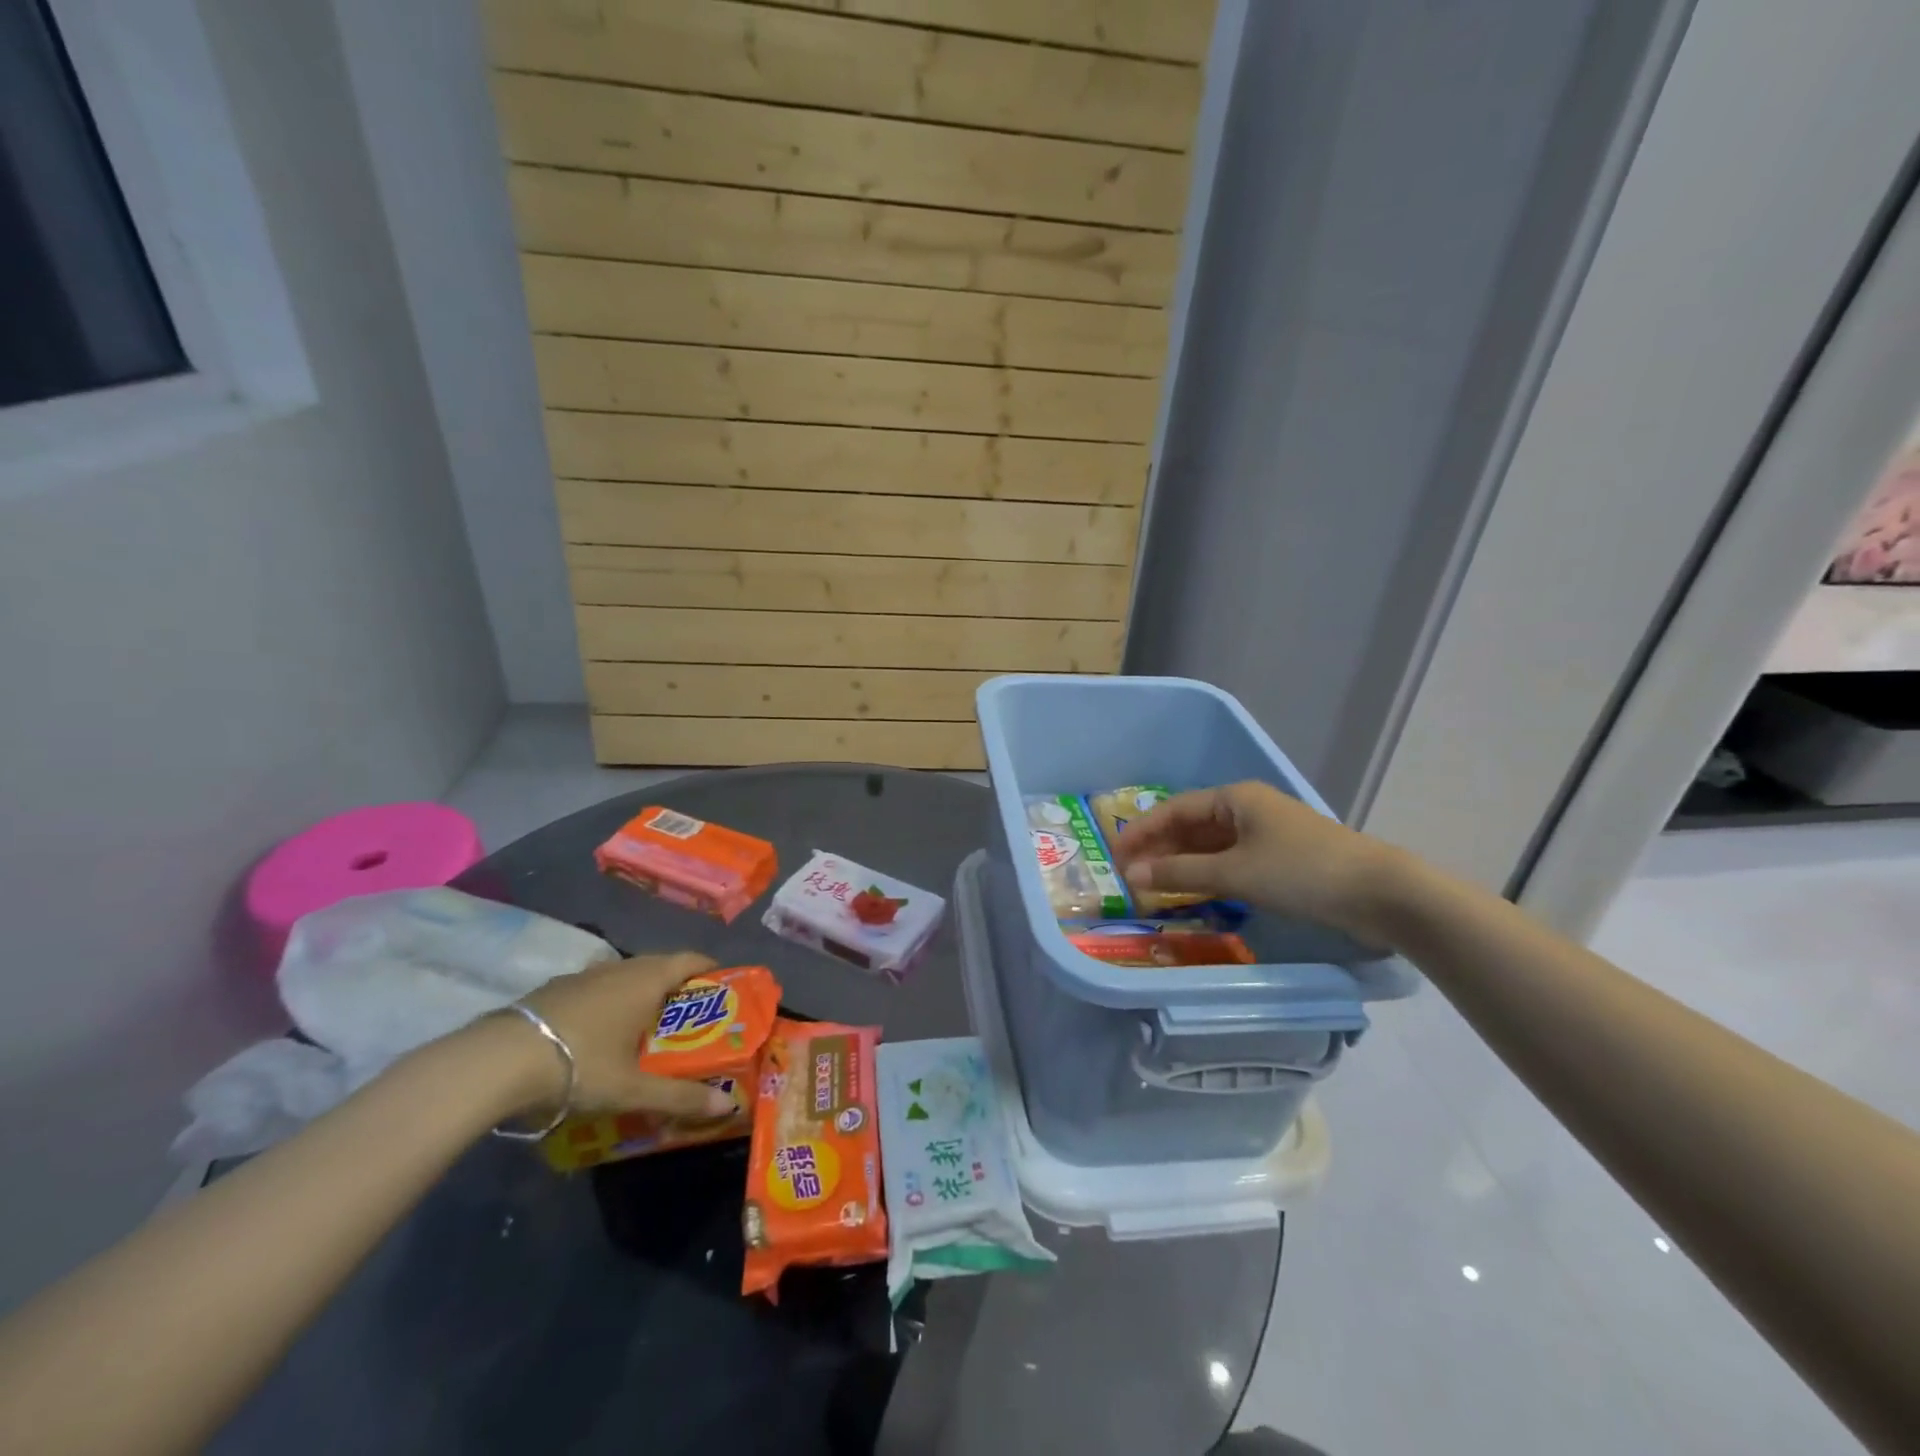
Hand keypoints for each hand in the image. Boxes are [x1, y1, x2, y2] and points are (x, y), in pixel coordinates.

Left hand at [510, 953, 733, 1119]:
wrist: (497, 1061)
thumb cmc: (580, 1064)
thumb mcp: (632, 1089)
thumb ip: (679, 1097)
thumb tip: (728, 1105)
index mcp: (646, 980)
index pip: (690, 960)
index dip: (710, 969)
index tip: (723, 987)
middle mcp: (619, 967)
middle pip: (660, 965)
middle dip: (678, 985)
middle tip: (690, 1016)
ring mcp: (584, 975)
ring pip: (625, 975)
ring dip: (641, 992)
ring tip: (646, 1026)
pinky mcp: (555, 989)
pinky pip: (597, 987)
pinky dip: (610, 1001)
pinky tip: (599, 1032)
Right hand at [1108, 782, 1404, 944]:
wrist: (1381, 895)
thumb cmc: (1301, 872)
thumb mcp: (1234, 873)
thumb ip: (1179, 873)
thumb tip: (1131, 876)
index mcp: (1235, 798)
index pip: (1173, 810)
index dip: (1140, 832)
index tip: (1113, 857)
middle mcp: (1248, 810)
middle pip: (1190, 827)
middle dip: (1158, 850)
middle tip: (1128, 876)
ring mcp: (1266, 836)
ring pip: (1210, 847)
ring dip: (1181, 866)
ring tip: (1152, 888)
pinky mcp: (1281, 861)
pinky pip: (1229, 864)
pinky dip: (1206, 877)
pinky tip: (1192, 895)